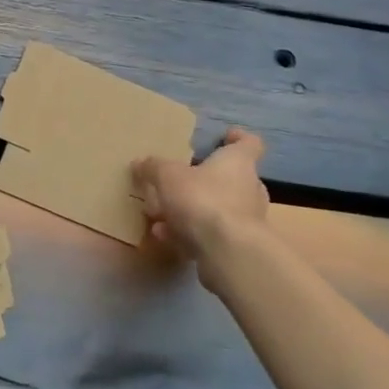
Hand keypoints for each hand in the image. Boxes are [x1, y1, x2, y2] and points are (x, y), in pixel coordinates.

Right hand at [133, 127, 269, 262]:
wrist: (228, 252)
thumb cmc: (203, 200)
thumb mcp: (168, 176)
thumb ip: (153, 168)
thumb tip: (139, 162)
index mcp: (238, 163)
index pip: (249, 143)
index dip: (238, 138)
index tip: (226, 136)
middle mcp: (249, 188)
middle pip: (232, 178)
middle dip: (206, 180)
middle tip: (181, 181)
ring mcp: (246, 220)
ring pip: (218, 209)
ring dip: (191, 211)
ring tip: (161, 214)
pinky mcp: (238, 247)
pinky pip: (211, 234)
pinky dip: (189, 233)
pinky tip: (164, 236)